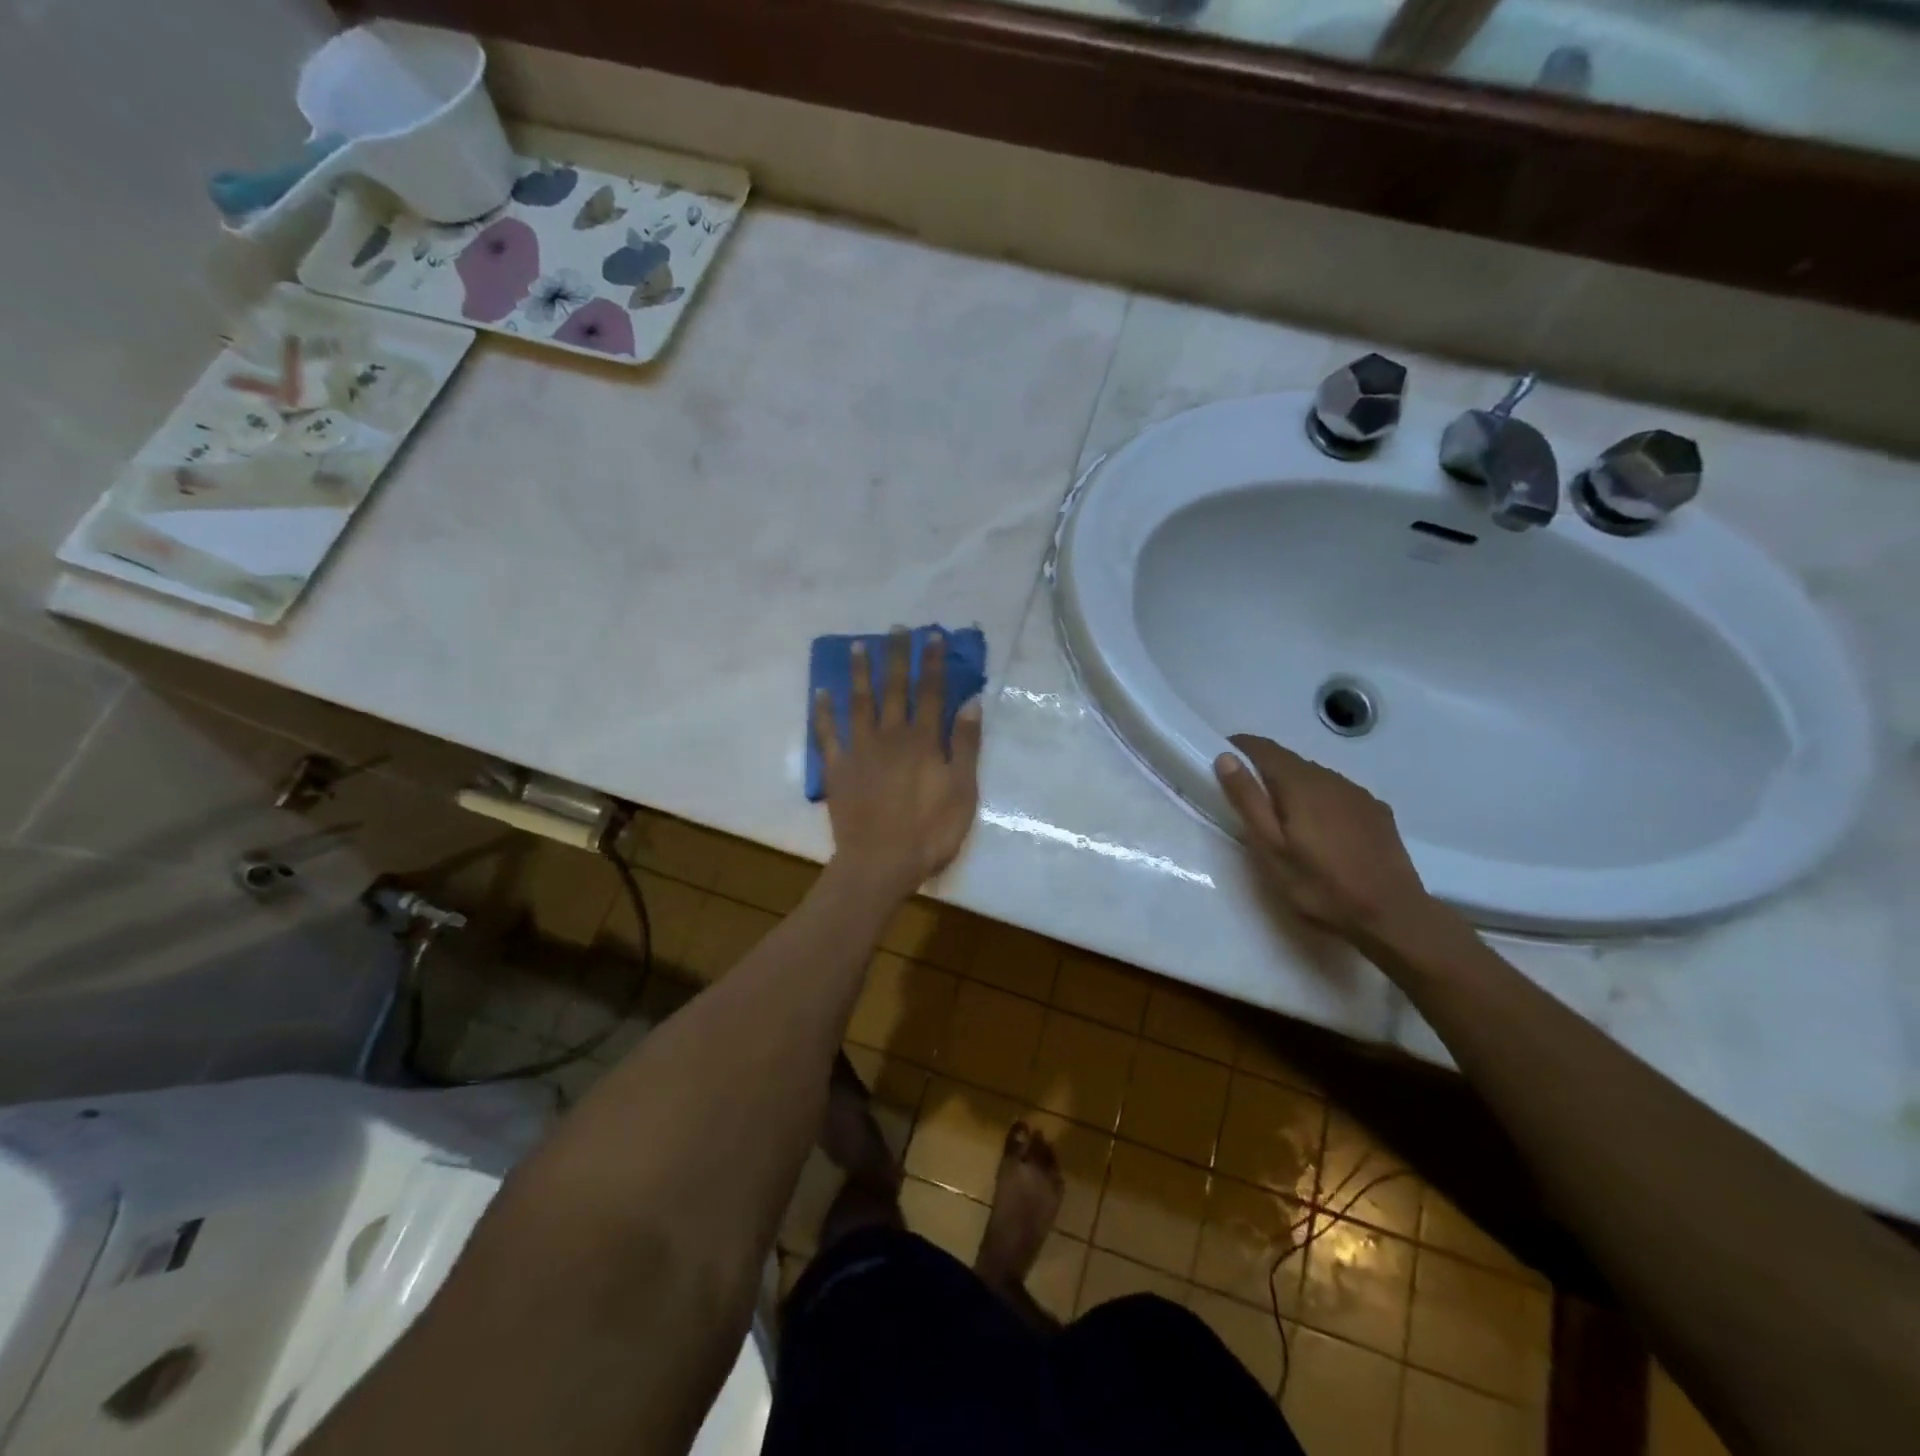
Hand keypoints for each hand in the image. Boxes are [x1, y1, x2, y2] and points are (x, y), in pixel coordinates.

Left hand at [814, 628, 983, 901]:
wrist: (881, 863)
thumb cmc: (930, 831)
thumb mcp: (963, 791)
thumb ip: (966, 746)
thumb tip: (971, 702)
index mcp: (924, 740)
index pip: (931, 692)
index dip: (933, 663)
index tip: (934, 636)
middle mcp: (891, 735)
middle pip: (895, 688)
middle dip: (897, 656)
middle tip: (897, 629)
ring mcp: (860, 750)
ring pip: (860, 702)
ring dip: (861, 672)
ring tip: (860, 646)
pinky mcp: (838, 768)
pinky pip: (828, 734)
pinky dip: (823, 712)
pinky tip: (821, 692)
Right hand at [1213, 733, 1435, 948]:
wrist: (1392, 915)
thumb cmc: (1320, 885)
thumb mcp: (1271, 848)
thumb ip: (1248, 800)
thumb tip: (1226, 758)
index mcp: (1300, 784)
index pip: (1264, 748)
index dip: (1240, 747)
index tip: (1221, 758)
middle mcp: (1331, 778)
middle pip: (1290, 761)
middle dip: (1265, 770)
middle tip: (1246, 797)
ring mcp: (1357, 794)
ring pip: (1315, 776)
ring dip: (1293, 785)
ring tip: (1282, 816)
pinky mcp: (1376, 811)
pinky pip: (1338, 793)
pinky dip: (1320, 799)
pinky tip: (1320, 828)